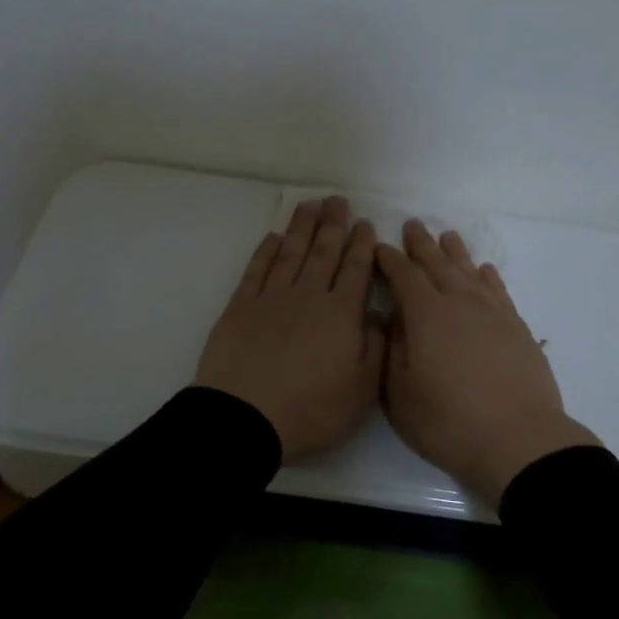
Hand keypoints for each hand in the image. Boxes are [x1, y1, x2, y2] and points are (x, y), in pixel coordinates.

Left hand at [196, 196, 384, 460]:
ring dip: (302, 227)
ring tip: (310, 205)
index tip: (365, 223)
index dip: (361, 244)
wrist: (244, 418)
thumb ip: (376, 347)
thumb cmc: (310, 409)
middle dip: (333, 224)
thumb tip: (378, 314)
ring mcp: (271, 298)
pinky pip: (256, 270)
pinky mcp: (240, 307)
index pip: (355, 269)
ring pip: (291, 253)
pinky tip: (273, 238)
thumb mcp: (362, 389)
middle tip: (338, 200)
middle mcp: (308, 296)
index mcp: (341, 314)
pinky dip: (266, 251)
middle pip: (323, 252)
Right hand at [376, 220, 596, 504]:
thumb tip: (394, 318)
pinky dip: (488, 276)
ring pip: (469, 271)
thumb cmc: (448, 422)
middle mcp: (460, 303)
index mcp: (426, 315)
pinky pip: (498, 290)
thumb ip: (393, 348)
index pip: (403, 275)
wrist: (518, 440)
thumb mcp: (400, 393)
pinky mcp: (517, 327)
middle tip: (412, 225)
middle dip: (421, 244)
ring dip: (455, 252)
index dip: (389, 259)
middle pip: (437, 264)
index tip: (379, 246)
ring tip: (447, 235)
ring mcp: (493, 313)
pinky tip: (484, 271)